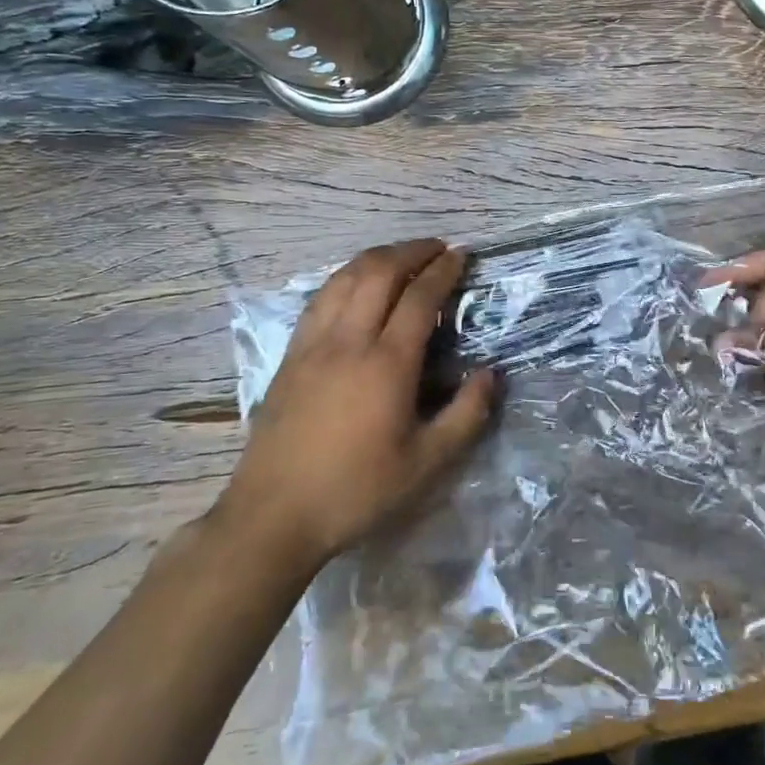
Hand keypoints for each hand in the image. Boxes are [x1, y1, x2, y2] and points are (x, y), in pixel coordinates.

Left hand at [215, 239, 495, 564]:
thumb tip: (490, 375)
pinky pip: (320, 297)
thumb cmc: (356, 490)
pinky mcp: (290, 355)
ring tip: (401, 256)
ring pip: (345, 278)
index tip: (461, 255)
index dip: (443, 270)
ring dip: (377, 257)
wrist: (273, 515)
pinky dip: (345, 277)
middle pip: (379, 272)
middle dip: (411, 251)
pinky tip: (355, 284)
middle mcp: (349, 341)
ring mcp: (313, 344)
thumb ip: (466, 416)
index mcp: (387, 364)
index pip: (420, 297)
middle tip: (436, 249)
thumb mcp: (426, 464)